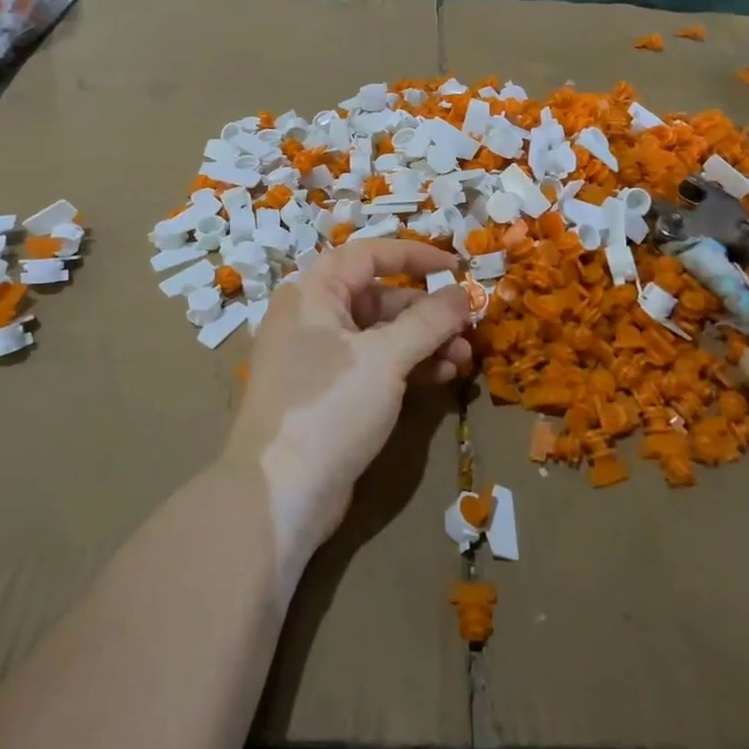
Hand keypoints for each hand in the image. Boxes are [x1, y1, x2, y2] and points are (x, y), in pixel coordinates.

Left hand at [222, 239, 472, 585]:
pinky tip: (443, 377)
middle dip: (427, 311)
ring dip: (424, 342)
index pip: (370, 255)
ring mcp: (319, 357)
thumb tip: (463, 293)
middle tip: (468, 327)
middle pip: (379, 296)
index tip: (458, 268)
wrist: (280, 493)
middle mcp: (312, 316)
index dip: (416, 256)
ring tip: (464, 359)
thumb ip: (428, 320)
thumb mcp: (385, 358)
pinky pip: (374, 365)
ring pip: (380, 335)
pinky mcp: (329, 393)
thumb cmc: (329, 406)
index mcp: (313, 292)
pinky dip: (407, 366)